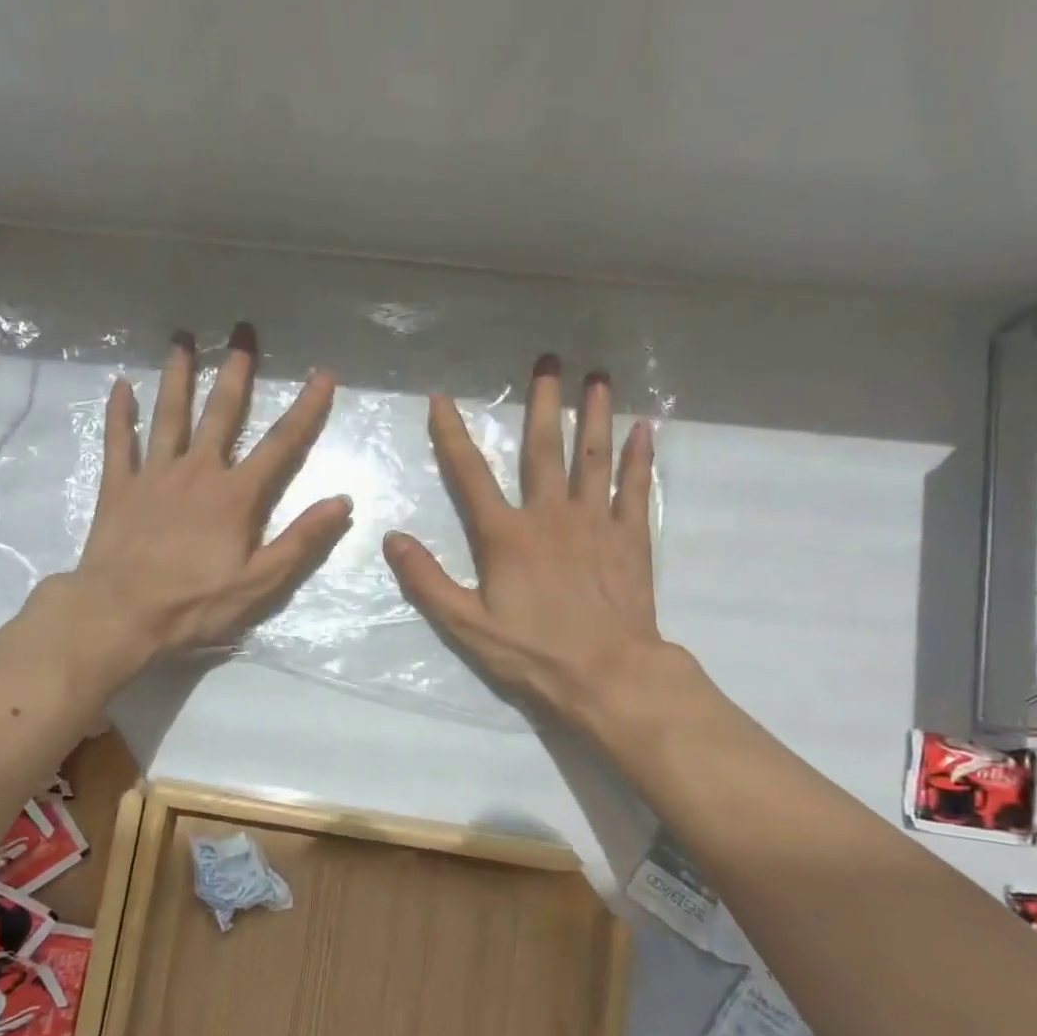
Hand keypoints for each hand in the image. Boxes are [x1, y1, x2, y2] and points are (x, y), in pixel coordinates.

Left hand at [60, 324, 350, 661]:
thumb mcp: (260, 582)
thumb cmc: (195, 602)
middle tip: (242, 331)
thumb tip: (342, 501)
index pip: (281, 444)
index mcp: (236, 495)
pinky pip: (119, 441)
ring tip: (182, 339)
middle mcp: (197, 471)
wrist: (120, 613)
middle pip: (221, 413)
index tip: (323, 374)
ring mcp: (154, 475)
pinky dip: (120, 413)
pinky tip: (121, 385)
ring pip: (169, 415)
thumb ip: (301, 540)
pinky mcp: (119, 486)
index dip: (306, 408)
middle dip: (236, 372)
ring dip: (178, 376)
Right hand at [383, 355, 681, 731]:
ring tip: (598, 377)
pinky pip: (636, 489)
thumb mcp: (466, 626)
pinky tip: (645, 430)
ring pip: (593, 458)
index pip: (471, 476)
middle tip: (549, 360)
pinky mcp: (631, 539)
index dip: (452, 435)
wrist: (609, 676)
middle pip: (544, 450)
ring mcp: (596, 524)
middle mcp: (551, 516)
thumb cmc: (533, 654)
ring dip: (595, 416)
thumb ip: (428, 581)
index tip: (442, 399)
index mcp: (506, 536)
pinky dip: (639, 459)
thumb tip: (391, 538)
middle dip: (543, 403)